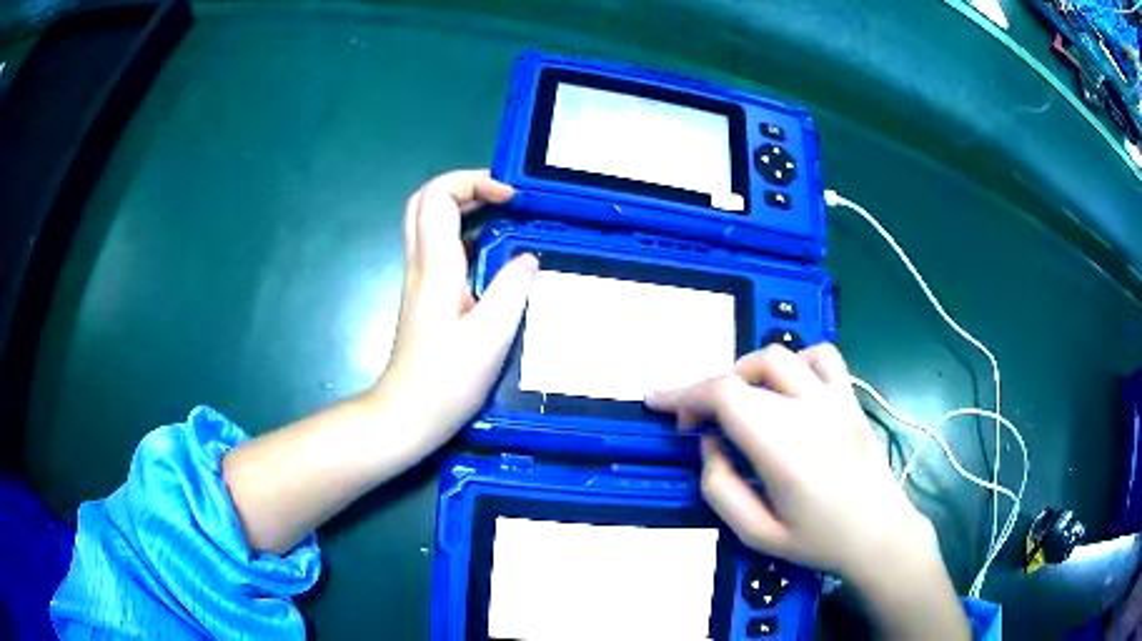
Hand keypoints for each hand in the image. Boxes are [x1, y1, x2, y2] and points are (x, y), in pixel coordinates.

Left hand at [366, 170, 537, 451]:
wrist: (407, 415)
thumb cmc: (447, 381)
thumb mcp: (491, 336)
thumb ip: (512, 289)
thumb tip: (527, 257)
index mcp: (435, 267)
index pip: (437, 196)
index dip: (472, 181)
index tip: (510, 198)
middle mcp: (421, 264)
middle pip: (425, 200)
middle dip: (465, 186)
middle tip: (504, 198)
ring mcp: (419, 279)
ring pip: (429, 222)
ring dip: (465, 208)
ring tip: (506, 218)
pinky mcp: (425, 296)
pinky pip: (440, 248)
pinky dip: (465, 236)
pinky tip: (495, 257)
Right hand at [646, 344, 968, 638]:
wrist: (880, 534)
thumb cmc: (818, 542)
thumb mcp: (756, 534)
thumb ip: (720, 489)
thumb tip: (709, 445)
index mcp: (783, 449)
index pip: (724, 394)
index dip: (684, 394)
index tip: (664, 410)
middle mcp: (808, 412)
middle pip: (743, 373)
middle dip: (707, 391)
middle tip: (698, 424)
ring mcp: (834, 399)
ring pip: (778, 355)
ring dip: (746, 372)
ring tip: (741, 402)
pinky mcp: (851, 398)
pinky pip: (822, 356)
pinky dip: (796, 361)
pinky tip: (790, 388)